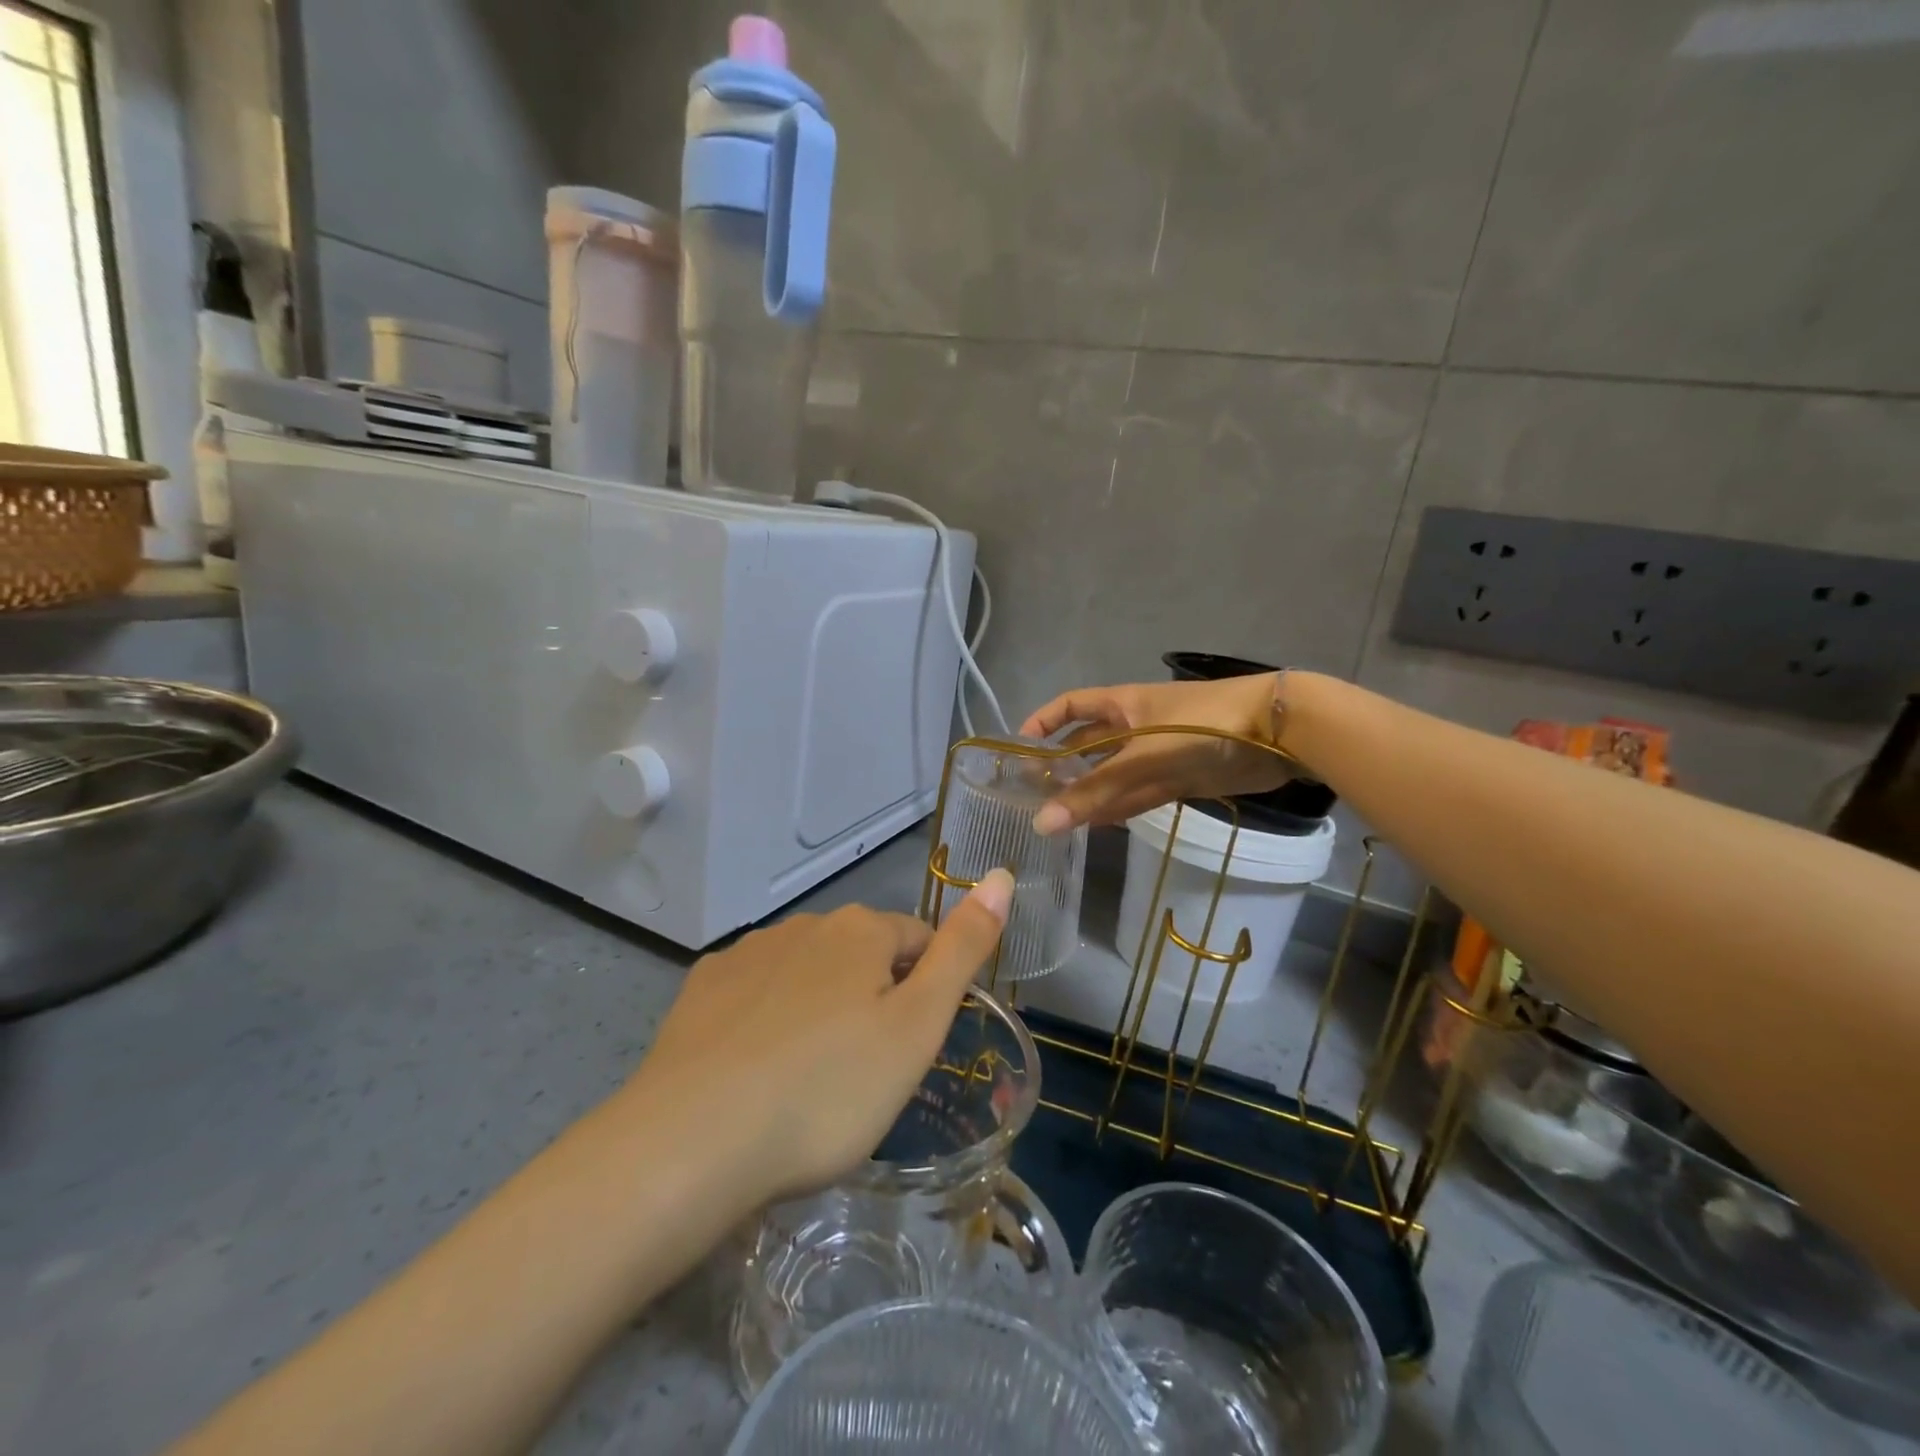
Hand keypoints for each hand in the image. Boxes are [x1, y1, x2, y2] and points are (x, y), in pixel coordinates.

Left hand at [615, 872, 1013, 1213]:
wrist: (692, 1143)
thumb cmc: (828, 1090)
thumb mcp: (918, 1027)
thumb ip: (963, 950)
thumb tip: (1002, 877)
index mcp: (860, 930)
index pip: (919, 940)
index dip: (926, 991)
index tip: (911, 1049)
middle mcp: (804, 924)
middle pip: (861, 954)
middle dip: (873, 998)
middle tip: (865, 1074)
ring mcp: (747, 953)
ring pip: (807, 972)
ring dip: (820, 1007)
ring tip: (809, 1080)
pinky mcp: (701, 989)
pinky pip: (754, 993)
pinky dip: (766, 1019)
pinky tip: (755, 1070)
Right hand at [1020, 675, 1291, 831]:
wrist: (1277, 733)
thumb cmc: (1202, 726)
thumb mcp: (1142, 757)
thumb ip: (1095, 791)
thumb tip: (1041, 824)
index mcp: (1121, 704)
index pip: (1070, 706)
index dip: (1043, 722)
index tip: (1018, 750)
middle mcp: (1134, 726)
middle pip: (1088, 745)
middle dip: (1062, 766)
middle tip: (1032, 797)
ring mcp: (1157, 753)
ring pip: (1112, 774)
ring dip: (1089, 793)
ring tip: (1056, 820)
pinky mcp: (1179, 778)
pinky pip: (1138, 793)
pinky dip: (1118, 807)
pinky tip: (1095, 824)